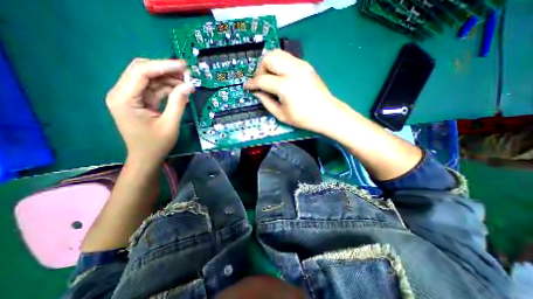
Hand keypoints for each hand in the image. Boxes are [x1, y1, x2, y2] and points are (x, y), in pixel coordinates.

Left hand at [106, 58, 194, 164]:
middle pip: (142, 70)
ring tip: (187, 82)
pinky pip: (153, 88)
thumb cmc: (156, 144)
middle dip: (165, 69)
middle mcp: (122, 93)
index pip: (141, 72)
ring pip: (149, 78)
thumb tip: (189, 85)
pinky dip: (167, 87)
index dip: (164, 66)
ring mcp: (130, 97)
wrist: (146, 157)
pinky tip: (180, 89)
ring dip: (168, 78)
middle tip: (187, 72)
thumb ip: (178, 102)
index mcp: (124, 99)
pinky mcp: (138, 101)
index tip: (184, 65)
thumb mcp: (170, 124)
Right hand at [243, 50, 343, 133]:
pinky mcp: (306, 65)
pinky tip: (280, 76)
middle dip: (260, 69)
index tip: (247, 87)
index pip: (262, 80)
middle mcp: (293, 71)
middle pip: (268, 58)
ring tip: (269, 78)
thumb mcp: (281, 115)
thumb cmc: (304, 119)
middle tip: (260, 82)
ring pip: (277, 53)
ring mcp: (301, 65)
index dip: (252, 84)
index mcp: (286, 87)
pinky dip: (279, 64)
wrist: (326, 113)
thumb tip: (257, 92)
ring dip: (269, 64)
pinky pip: (287, 58)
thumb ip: (266, 102)